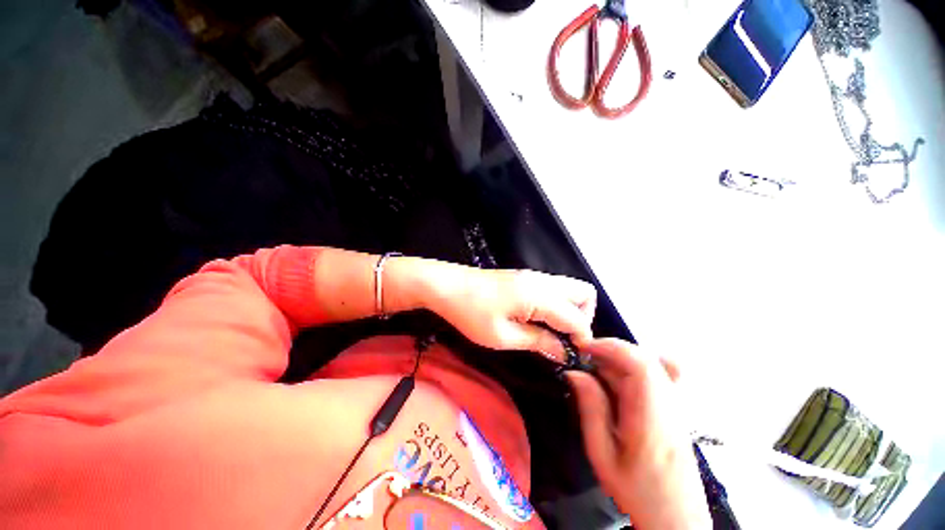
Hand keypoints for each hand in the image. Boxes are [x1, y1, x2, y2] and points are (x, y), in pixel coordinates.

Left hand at [422, 264, 595, 359]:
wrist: (446, 286)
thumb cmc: (471, 313)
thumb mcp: (503, 336)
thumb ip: (538, 341)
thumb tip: (563, 351)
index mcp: (539, 295)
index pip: (577, 317)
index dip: (582, 339)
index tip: (572, 355)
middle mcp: (542, 281)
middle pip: (584, 293)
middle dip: (584, 318)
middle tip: (564, 338)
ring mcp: (533, 276)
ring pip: (570, 288)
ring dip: (570, 310)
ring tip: (551, 332)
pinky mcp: (523, 277)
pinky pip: (554, 288)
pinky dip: (557, 304)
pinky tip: (538, 319)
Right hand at [564, 339, 710, 529]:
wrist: (676, 517)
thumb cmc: (636, 491)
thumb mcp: (602, 454)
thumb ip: (591, 408)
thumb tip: (575, 372)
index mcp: (652, 418)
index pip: (639, 365)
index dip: (610, 347)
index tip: (583, 348)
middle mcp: (670, 405)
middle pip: (644, 358)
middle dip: (610, 351)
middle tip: (584, 361)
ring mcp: (677, 405)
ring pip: (650, 363)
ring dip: (619, 360)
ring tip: (597, 373)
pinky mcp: (676, 408)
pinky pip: (659, 373)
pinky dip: (637, 366)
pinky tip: (623, 379)